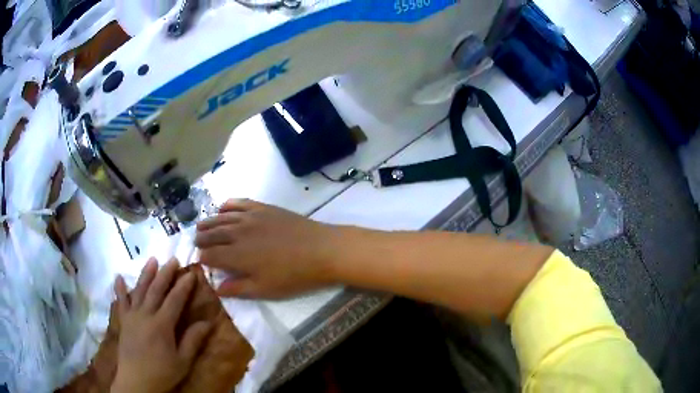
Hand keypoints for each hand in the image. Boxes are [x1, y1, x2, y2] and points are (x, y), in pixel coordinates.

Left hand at [111, 258, 211, 392]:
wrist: (137, 381)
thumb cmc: (162, 373)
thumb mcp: (183, 361)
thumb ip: (193, 340)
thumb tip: (208, 323)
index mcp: (162, 324)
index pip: (175, 300)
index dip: (184, 286)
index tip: (191, 273)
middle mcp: (146, 314)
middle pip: (156, 289)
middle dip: (165, 273)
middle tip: (173, 259)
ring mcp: (132, 316)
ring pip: (139, 290)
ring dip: (146, 274)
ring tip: (152, 260)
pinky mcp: (123, 321)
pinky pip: (121, 301)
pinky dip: (119, 288)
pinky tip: (118, 276)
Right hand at [194, 199, 338, 298]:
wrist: (321, 250)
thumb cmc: (294, 275)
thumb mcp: (265, 289)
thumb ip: (238, 288)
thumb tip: (217, 287)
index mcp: (237, 255)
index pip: (211, 255)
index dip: (203, 258)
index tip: (200, 260)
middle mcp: (238, 232)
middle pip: (213, 234)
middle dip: (202, 238)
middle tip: (196, 241)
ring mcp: (250, 217)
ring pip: (222, 217)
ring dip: (209, 222)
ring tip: (201, 225)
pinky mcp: (263, 208)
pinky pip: (239, 203)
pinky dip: (228, 205)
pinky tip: (222, 208)